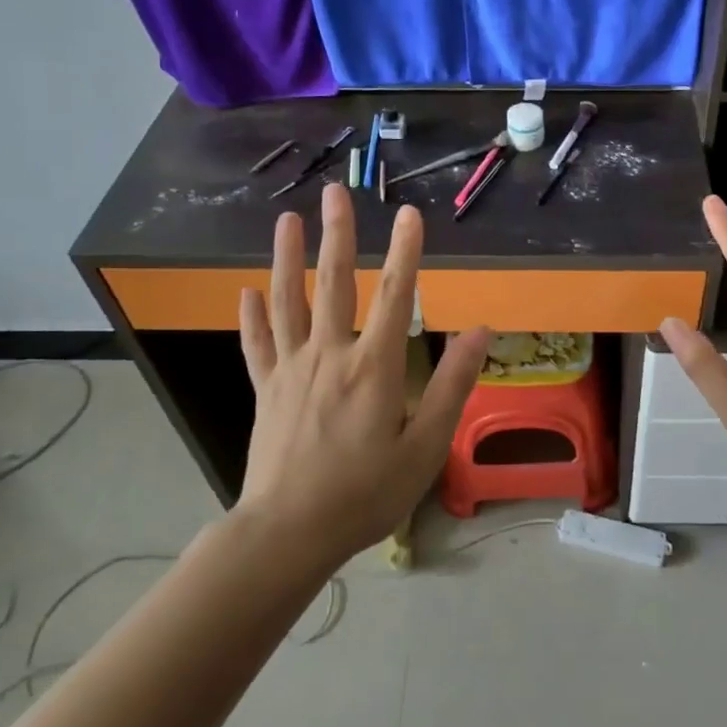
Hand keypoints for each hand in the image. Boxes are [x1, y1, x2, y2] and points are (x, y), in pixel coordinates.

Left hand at [235, 183, 488, 562]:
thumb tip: (479, 331)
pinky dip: (252, 317)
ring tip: (286, 220)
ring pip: (288, 303)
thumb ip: (452, 385)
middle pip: (334, 284)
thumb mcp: (424, 447)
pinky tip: (248, 291)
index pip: (394, 295)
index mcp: (372, 367)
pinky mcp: (266, 391)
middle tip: (334, 193)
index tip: (409, 213)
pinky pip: (257, 345)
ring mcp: (291, 370)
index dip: (405, 251)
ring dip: (288, 258)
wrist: (288, 534)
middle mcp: (329, 355)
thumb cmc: (365, 494)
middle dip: (337, 235)